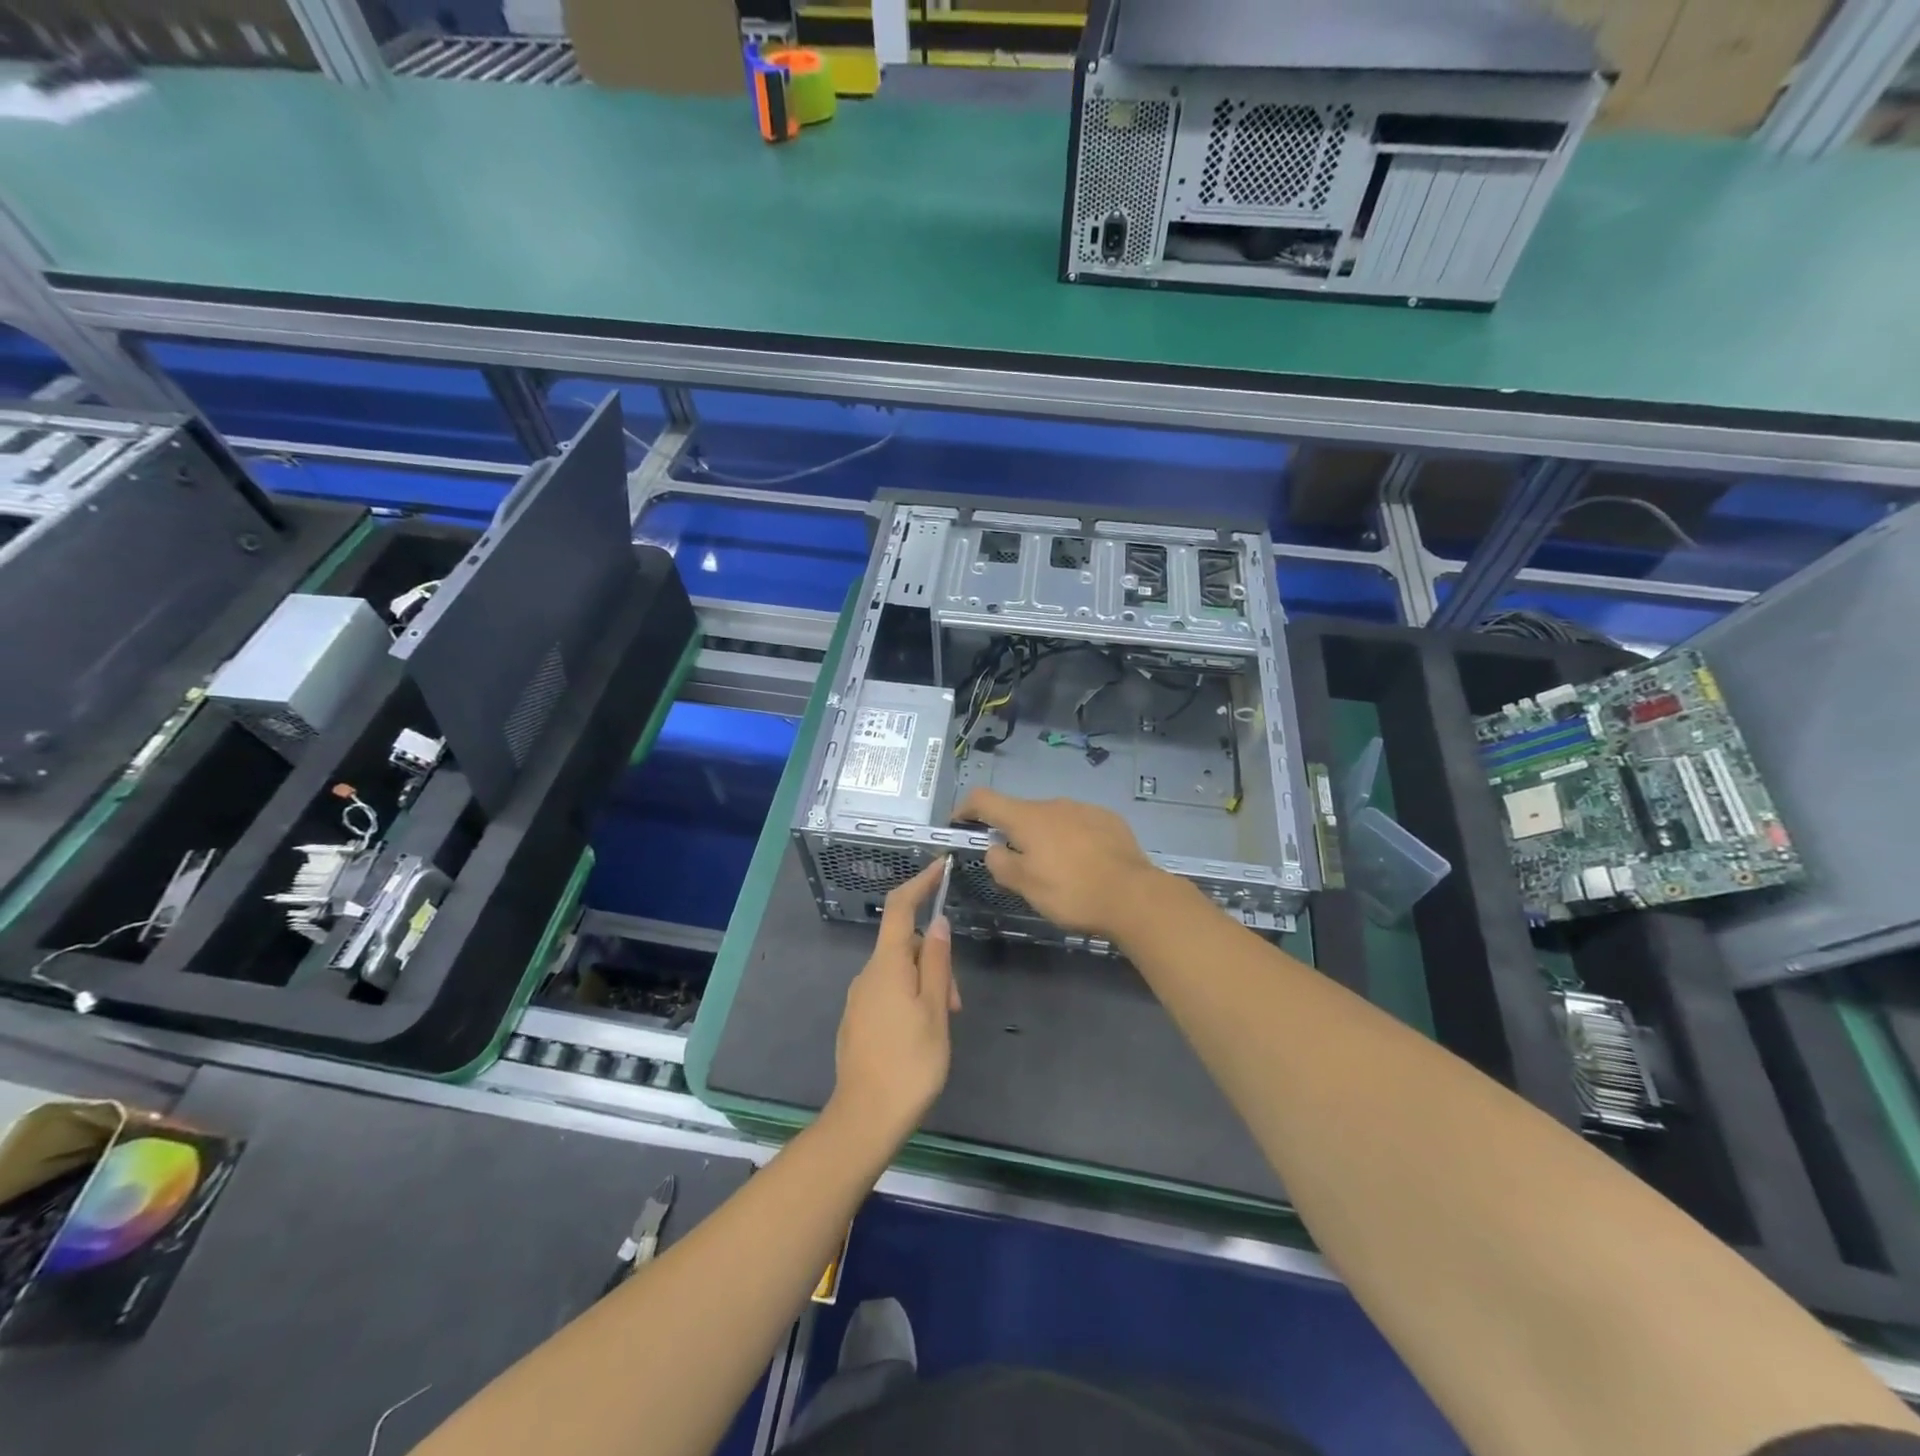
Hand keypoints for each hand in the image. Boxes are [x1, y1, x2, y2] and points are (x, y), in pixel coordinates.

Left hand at [830, 859, 959, 1149]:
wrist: (865, 1118)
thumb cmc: (910, 1063)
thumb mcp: (936, 1010)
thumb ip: (938, 964)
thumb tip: (939, 922)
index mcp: (887, 965)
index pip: (901, 907)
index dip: (920, 883)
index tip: (941, 867)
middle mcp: (867, 974)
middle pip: (906, 945)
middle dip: (935, 959)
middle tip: (957, 1001)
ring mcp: (859, 998)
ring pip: (900, 971)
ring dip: (926, 984)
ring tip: (944, 1023)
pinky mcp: (858, 1020)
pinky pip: (888, 992)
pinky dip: (911, 998)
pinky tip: (922, 1033)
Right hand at [955, 788, 1164, 938]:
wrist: (1134, 895)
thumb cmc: (1071, 892)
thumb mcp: (1026, 886)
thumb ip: (1001, 864)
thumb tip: (994, 848)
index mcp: (1027, 818)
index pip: (984, 799)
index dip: (966, 808)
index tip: (960, 823)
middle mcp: (1053, 804)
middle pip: (1020, 811)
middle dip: (1011, 832)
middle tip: (1015, 864)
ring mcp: (1084, 808)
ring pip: (1052, 818)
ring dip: (1044, 836)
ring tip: (1055, 868)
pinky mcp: (1109, 819)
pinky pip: (1079, 824)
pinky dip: (1071, 838)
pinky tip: (1083, 863)